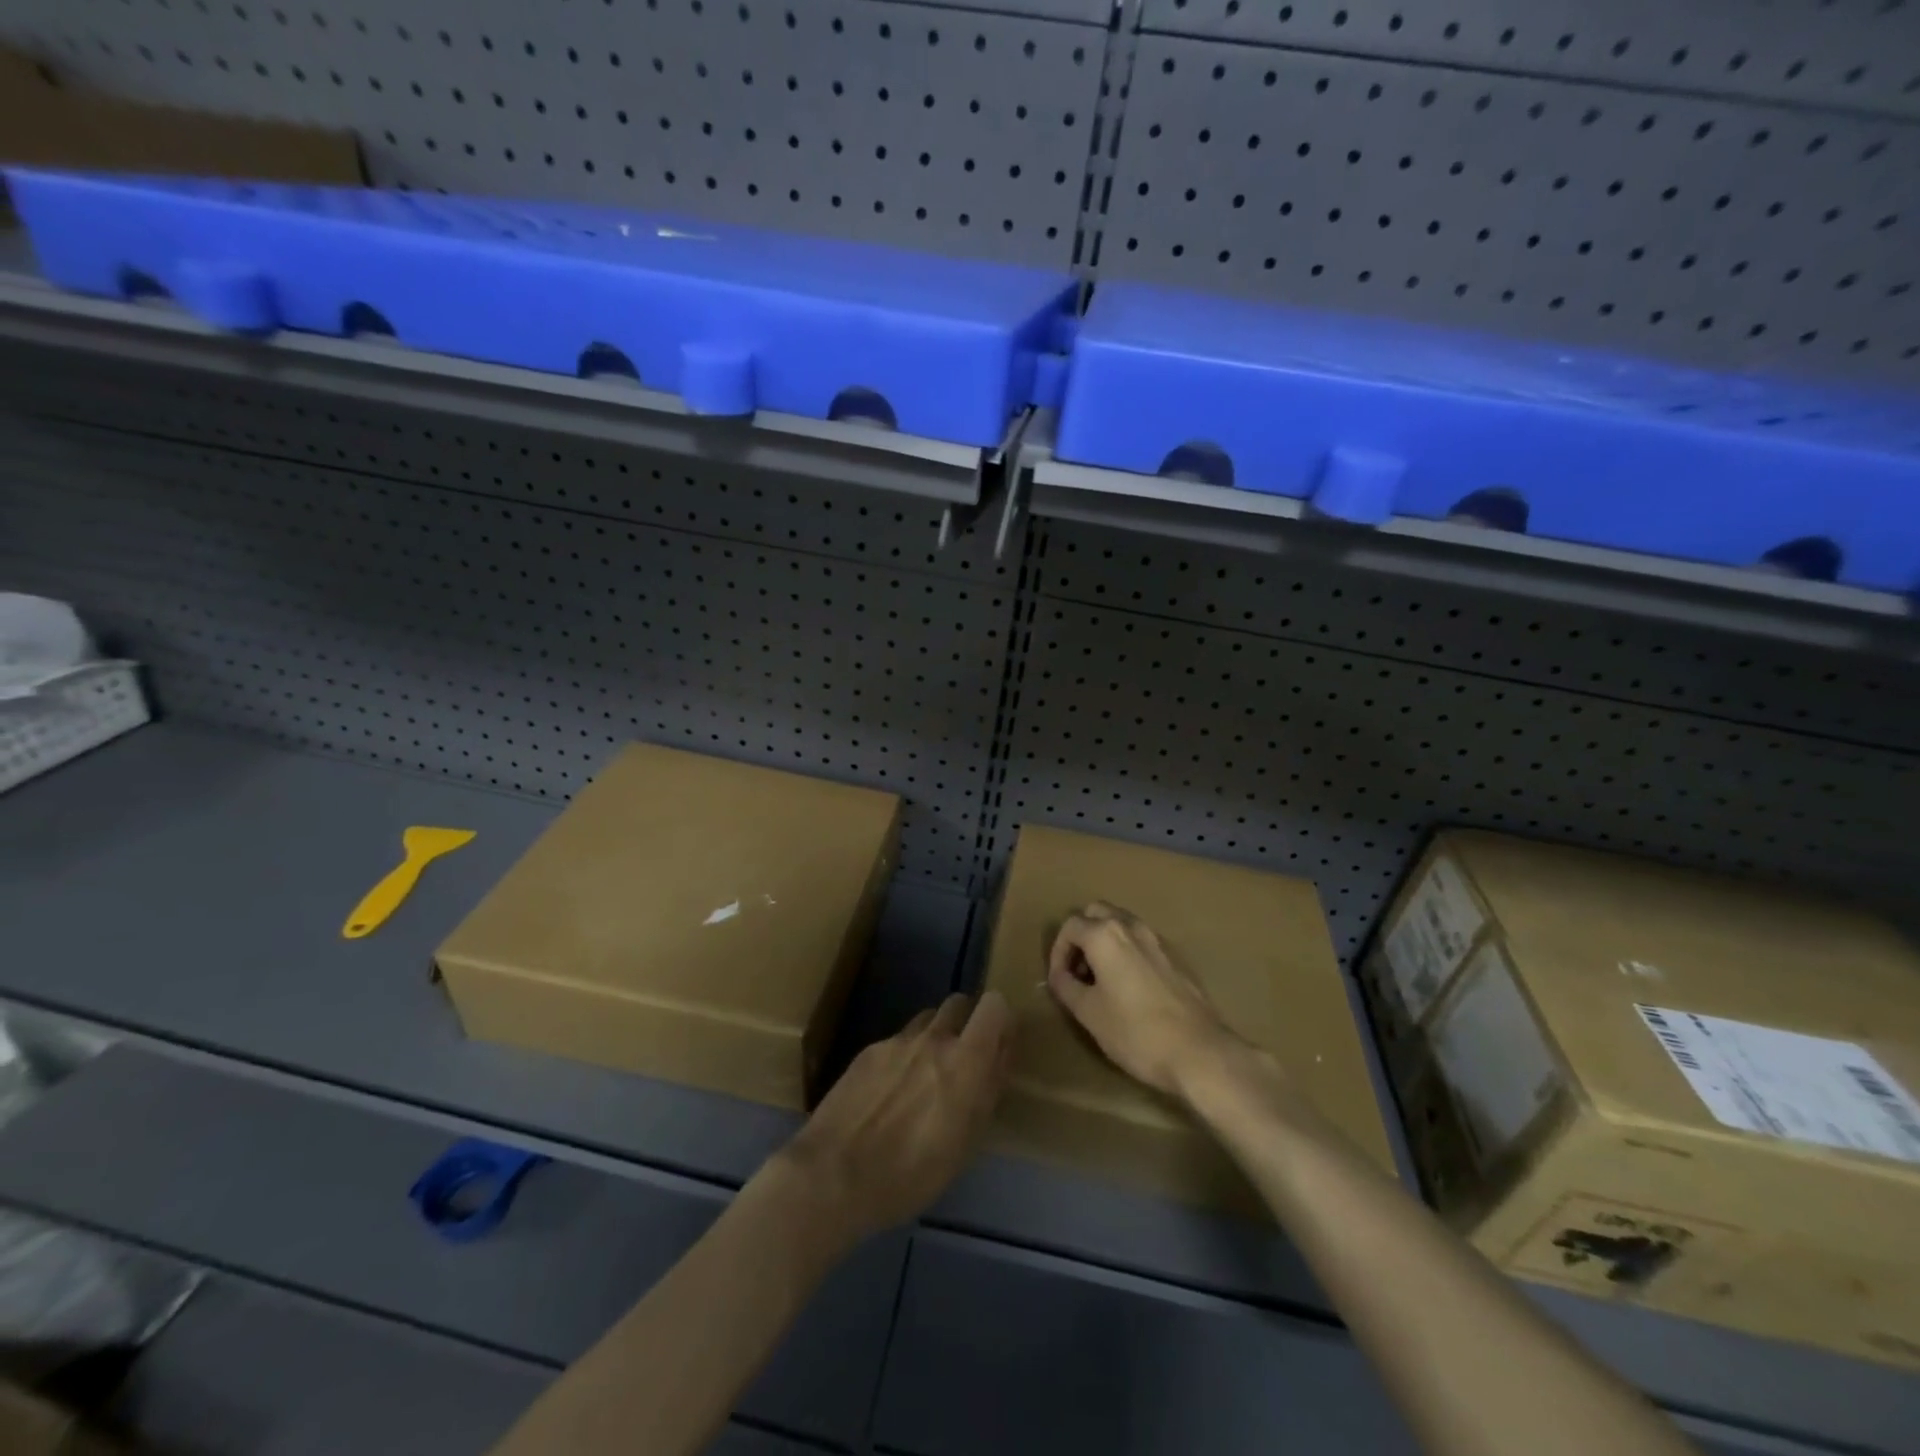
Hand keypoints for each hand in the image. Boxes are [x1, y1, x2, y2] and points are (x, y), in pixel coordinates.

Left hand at [775, 992, 1012, 1244]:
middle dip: (967, 1022)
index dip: (1000, 1020)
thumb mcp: (965, 1144)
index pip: (994, 1005)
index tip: (998, 1045)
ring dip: (935, 1037)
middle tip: (963, 1060)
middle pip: (959, 1003)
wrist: (833, 1175)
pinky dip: (904, 1056)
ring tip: (924, 1077)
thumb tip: (1000, 1059)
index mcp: (965, 1060)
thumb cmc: (911, 1174)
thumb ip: (987, 1091)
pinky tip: (889, 1093)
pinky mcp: (868, 1050)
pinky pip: (898, 1040)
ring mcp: (897, 1041)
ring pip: (927, 1020)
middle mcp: (933, 1038)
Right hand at [1046, 902, 1256, 1099]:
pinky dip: (1128, 951)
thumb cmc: (1135, 1032)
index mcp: (1105, 935)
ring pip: (1122, 923)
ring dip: (1105, 941)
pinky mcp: (1176, 956)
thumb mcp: (1088, 1013)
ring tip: (1102, 979)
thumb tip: (1059, 975)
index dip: (1058, 952)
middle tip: (1079, 970)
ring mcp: (1157, 939)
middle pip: (1096, 912)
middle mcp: (1131, 926)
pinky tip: (1130, 986)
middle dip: (1082, 936)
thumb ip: (1065, 986)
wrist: (1198, 1052)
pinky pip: (1142, 941)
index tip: (1060, 980)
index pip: (1070, 926)